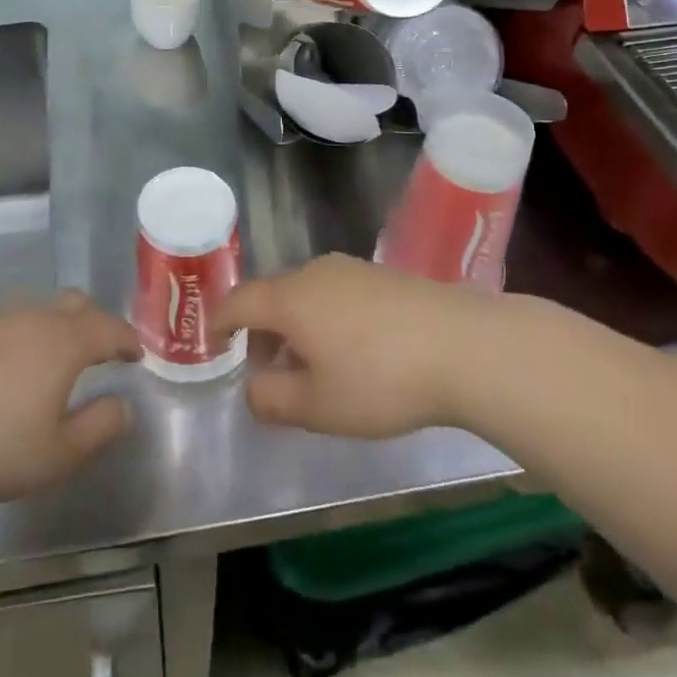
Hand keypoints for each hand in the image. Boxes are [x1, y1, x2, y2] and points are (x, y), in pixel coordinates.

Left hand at [0, 290, 141, 509]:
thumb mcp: (59, 454)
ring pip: (39, 307)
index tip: (136, 355)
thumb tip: (123, 405)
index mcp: (64, 342)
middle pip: (75, 303)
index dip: (127, 339)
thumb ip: (100, 427)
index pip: (109, 327)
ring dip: (58, 324)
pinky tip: (11, 366)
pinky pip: (8, 321)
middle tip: (102, 349)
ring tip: (57, 355)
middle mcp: (33, 319)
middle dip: (96, 321)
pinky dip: (24, 334)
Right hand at [215, 255, 494, 437]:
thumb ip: (273, 400)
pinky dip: (326, 318)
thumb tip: (253, 391)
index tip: (212, 343)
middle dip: (260, 331)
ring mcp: (352, 269)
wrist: (464, 345)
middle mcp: (315, 273)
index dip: (219, 323)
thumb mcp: (319, 406)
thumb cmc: (380, 379)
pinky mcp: (383, 276)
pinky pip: (337, 293)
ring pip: (306, 293)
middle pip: (272, 295)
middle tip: (264, 369)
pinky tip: (350, 350)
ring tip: (309, 366)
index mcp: (289, 298)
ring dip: (295, 326)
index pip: (238, 302)